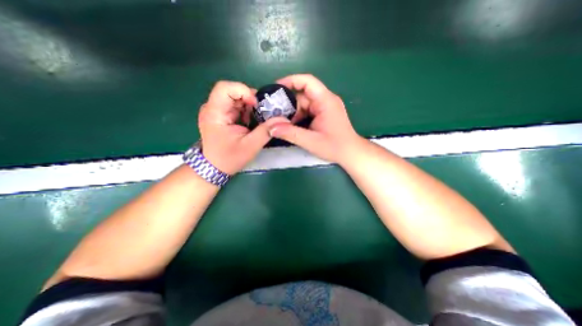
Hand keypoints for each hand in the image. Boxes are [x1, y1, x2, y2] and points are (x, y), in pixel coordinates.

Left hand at [199, 81, 289, 174]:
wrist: (215, 167)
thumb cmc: (230, 158)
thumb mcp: (251, 146)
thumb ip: (266, 131)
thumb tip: (283, 119)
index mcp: (214, 113)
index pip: (225, 88)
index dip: (243, 91)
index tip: (256, 105)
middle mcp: (212, 108)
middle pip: (231, 91)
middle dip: (250, 99)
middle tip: (262, 112)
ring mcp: (215, 111)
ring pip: (235, 97)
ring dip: (249, 105)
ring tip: (257, 118)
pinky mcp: (220, 115)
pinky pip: (235, 105)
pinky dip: (246, 110)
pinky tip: (250, 121)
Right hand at [270, 75, 361, 163]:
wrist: (350, 153)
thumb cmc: (335, 147)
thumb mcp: (311, 141)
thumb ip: (290, 133)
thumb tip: (270, 128)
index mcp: (325, 101)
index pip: (307, 81)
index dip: (290, 81)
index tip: (275, 89)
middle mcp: (325, 100)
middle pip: (302, 95)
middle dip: (288, 104)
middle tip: (273, 114)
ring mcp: (325, 107)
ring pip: (304, 105)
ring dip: (292, 113)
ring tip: (281, 123)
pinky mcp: (324, 114)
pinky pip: (307, 111)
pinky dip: (298, 117)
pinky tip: (292, 126)